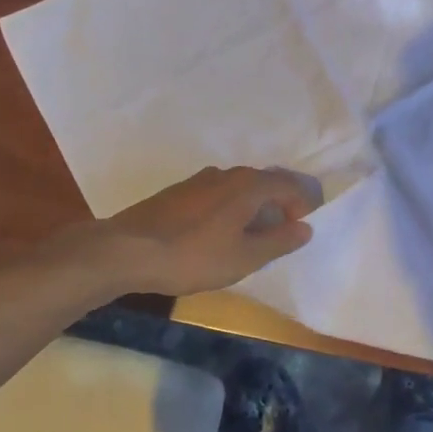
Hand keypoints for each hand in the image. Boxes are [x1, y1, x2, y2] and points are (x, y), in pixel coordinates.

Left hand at [95, 166, 319, 295]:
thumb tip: (306, 228)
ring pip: (239, 188)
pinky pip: (217, 195)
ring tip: (250, 238)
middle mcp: (227, 174)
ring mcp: (200, 180)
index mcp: (248, 185)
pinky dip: (229, 210)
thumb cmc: (193, 256)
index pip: (289, 185)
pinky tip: (217, 235)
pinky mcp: (178, 192)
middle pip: (264, 183)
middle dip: (278, 205)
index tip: (301, 230)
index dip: (302, 205)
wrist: (127, 251)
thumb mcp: (244, 257)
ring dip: (252, 208)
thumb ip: (279, 241)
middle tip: (280, 235)